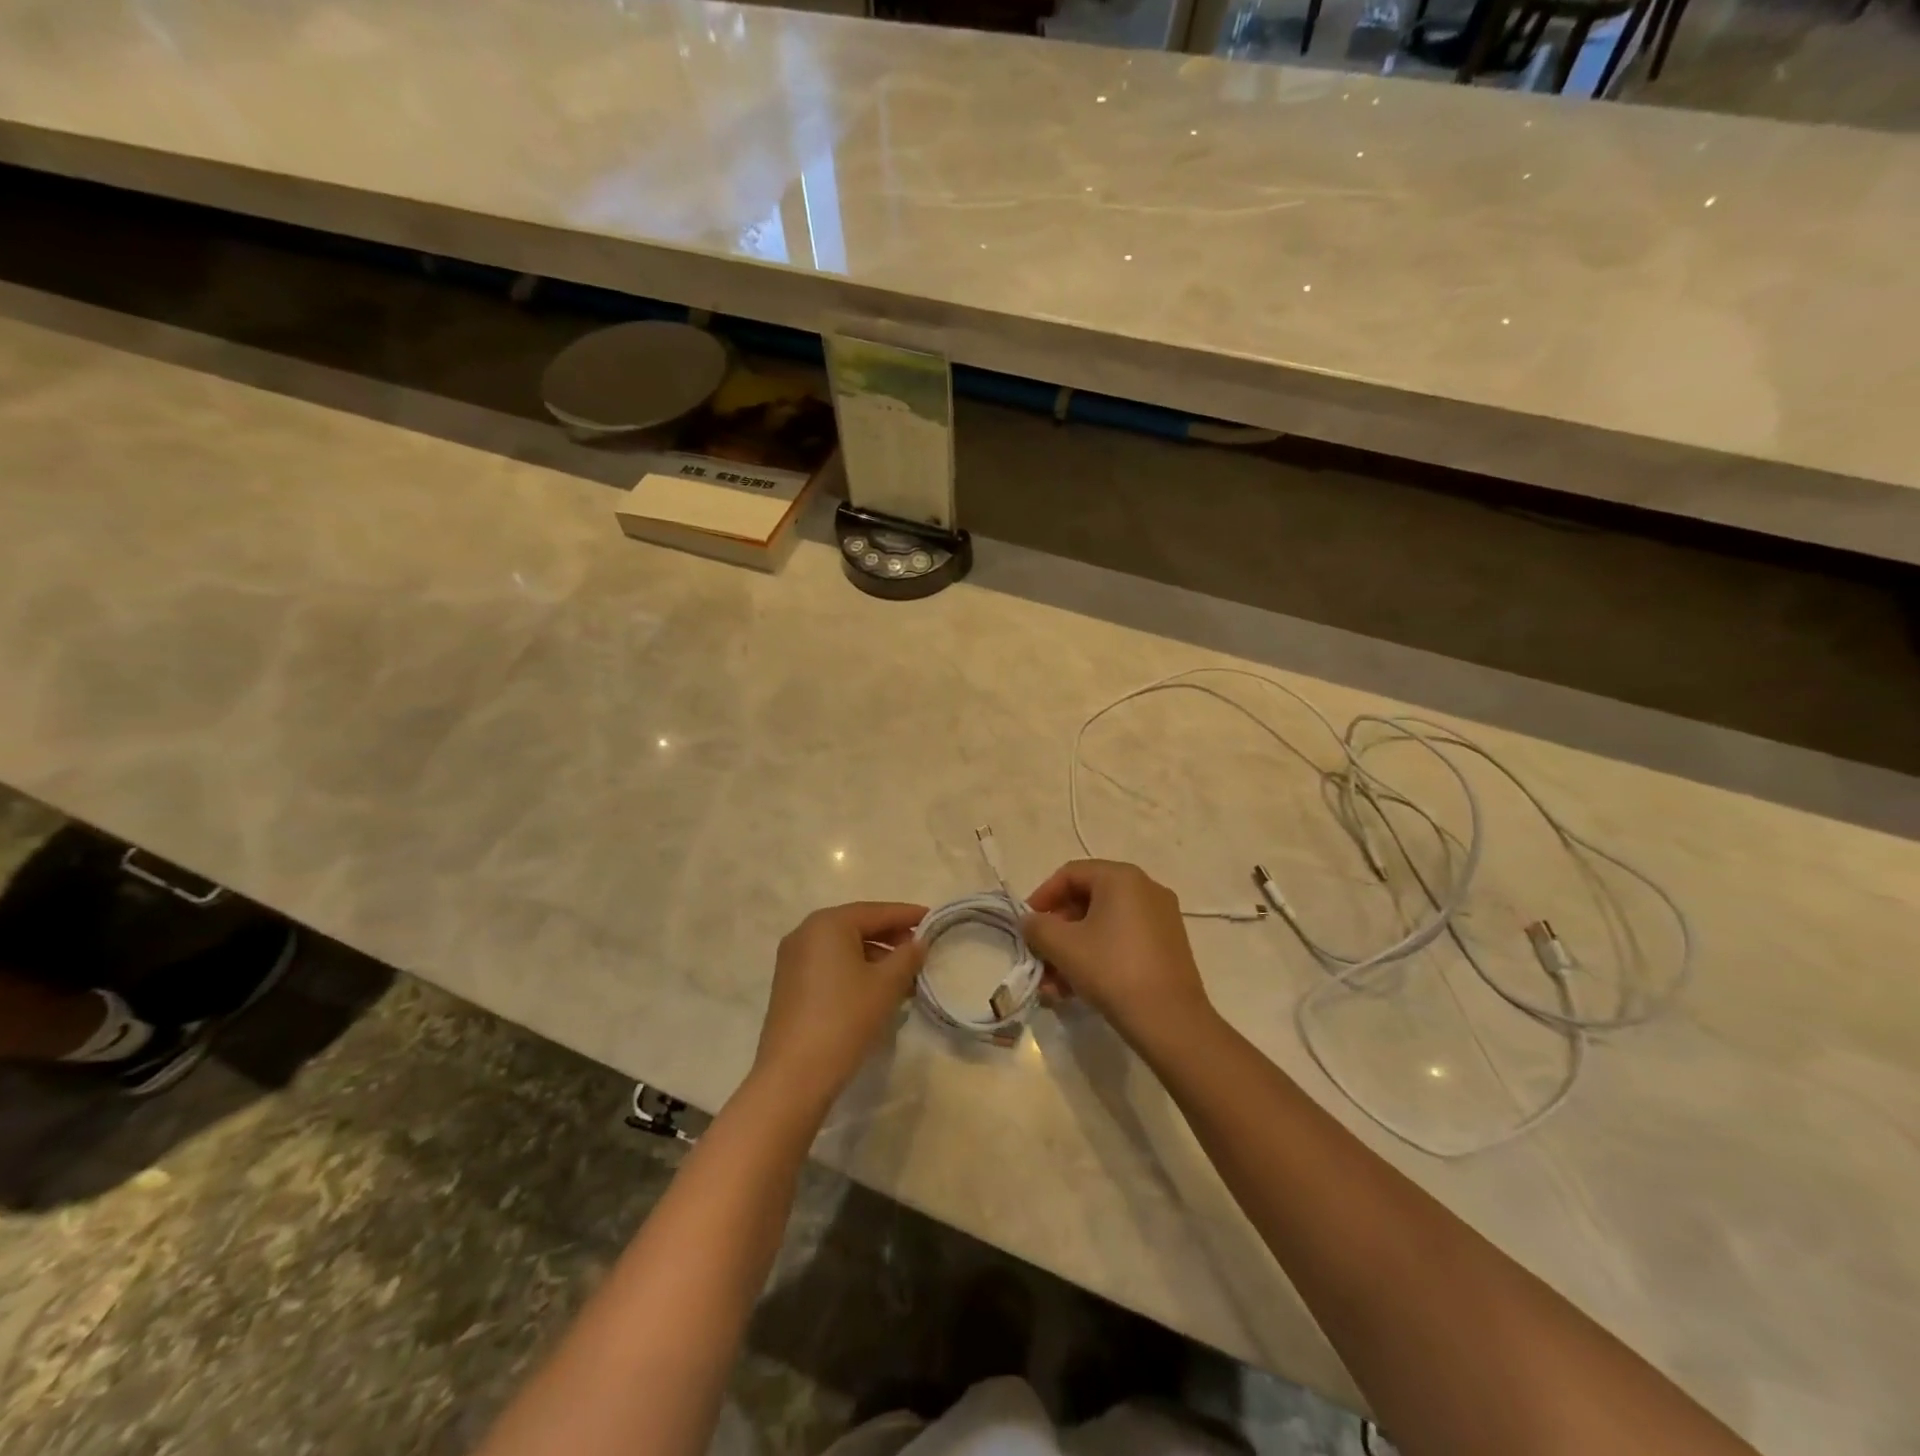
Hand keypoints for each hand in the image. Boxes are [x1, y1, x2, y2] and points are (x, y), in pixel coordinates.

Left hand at [752, 901, 927, 1110]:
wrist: (794, 1075)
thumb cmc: (845, 1018)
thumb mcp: (886, 985)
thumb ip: (907, 957)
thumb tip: (918, 943)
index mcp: (827, 923)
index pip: (876, 911)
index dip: (907, 915)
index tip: (932, 918)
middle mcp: (805, 933)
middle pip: (857, 926)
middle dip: (891, 937)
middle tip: (921, 949)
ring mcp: (793, 959)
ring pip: (844, 948)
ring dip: (875, 957)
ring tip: (905, 976)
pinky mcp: (790, 984)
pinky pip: (830, 965)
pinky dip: (855, 970)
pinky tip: (877, 990)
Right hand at [1021, 860, 1214, 1055]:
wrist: (1170, 1021)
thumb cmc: (1112, 970)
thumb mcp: (1063, 946)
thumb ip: (1037, 926)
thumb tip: (1030, 921)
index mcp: (1122, 878)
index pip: (1070, 874)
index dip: (1042, 896)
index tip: (1026, 925)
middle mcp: (1145, 889)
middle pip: (1087, 900)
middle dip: (1057, 931)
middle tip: (1039, 957)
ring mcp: (1161, 918)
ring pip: (1103, 925)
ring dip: (1073, 950)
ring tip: (1053, 985)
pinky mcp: (1168, 946)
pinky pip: (1123, 940)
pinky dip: (1097, 956)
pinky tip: (1078, 989)